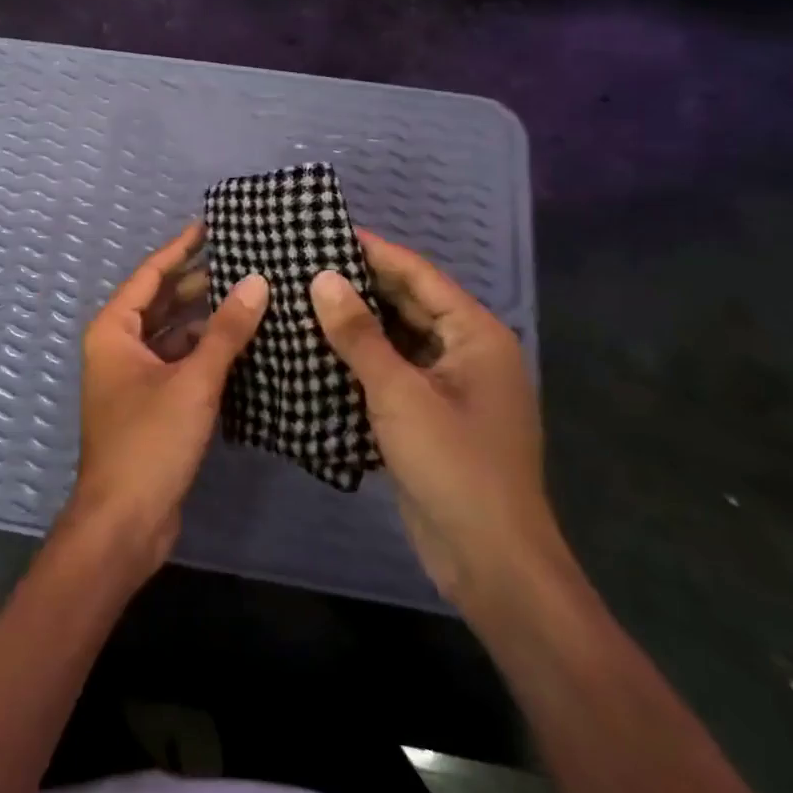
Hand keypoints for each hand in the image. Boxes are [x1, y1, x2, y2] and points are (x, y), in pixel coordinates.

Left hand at [65, 224, 267, 576]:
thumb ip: (226, 331)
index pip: (151, 275)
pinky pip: (180, 363)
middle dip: (198, 282)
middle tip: (244, 260)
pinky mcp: (152, 405)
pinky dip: (206, 352)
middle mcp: (119, 347)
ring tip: (252, 296)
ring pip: (174, 335)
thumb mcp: (192, 382)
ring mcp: (134, 378)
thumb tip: (258, 282)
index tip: (212, 226)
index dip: (181, 248)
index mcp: (114, 331)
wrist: (125, 523)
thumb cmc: (149, 442)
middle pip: (162, 302)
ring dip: (207, 319)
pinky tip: (243, 345)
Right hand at [310, 230, 568, 615]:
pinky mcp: (432, 416)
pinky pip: (392, 371)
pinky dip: (360, 358)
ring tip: (302, 298)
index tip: (326, 230)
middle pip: (409, 303)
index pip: (419, 276)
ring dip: (356, 322)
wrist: (490, 562)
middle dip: (359, 285)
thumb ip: (358, 334)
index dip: (374, 251)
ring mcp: (450, 387)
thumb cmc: (453, 465)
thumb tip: (322, 278)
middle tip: (304, 262)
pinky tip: (318, 349)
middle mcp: (467, 353)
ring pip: (398, 338)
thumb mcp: (399, 393)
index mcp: (476, 336)